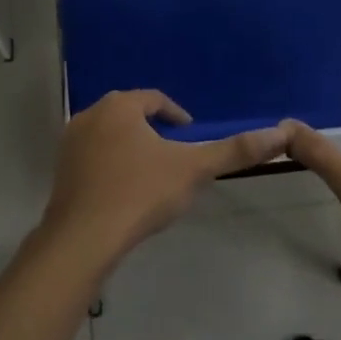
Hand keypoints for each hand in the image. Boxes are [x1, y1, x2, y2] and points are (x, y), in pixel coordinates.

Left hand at [41, 90, 284, 269]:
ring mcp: (70, 143)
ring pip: (109, 135)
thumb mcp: (193, 170)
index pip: (155, 100)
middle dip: (152, 129)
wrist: (82, 239)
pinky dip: (110, 165)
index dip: (177, 116)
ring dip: (130, 147)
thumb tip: (280, 133)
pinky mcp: (60, 170)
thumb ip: (235, 151)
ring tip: (151, 173)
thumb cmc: (140, 194)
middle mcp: (91, 114)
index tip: (190, 135)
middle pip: (129, 114)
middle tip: (173, 154)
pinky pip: (92, 158)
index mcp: (120, 106)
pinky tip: (123, 192)